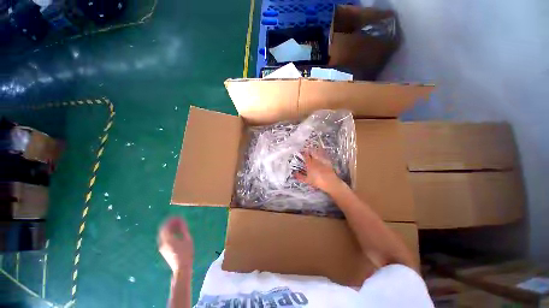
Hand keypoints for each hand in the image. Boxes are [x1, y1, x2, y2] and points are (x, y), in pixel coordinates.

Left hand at [158, 217, 193, 274]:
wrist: (181, 268)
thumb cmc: (186, 253)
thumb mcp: (187, 240)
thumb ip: (183, 230)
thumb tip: (182, 222)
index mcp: (168, 239)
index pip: (166, 226)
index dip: (171, 220)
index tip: (177, 216)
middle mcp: (162, 242)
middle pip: (163, 230)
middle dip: (169, 223)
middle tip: (177, 219)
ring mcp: (162, 247)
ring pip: (163, 234)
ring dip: (169, 228)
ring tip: (178, 224)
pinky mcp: (164, 250)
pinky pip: (164, 238)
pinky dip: (169, 233)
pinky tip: (176, 232)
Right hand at [295, 150, 341, 192]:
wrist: (330, 182)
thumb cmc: (317, 181)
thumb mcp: (306, 180)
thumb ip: (300, 176)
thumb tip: (294, 174)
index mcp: (309, 164)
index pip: (305, 156)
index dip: (303, 153)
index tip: (301, 151)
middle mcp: (316, 160)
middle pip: (312, 153)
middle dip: (309, 150)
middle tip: (307, 148)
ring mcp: (323, 160)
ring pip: (318, 153)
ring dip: (316, 150)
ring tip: (314, 148)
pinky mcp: (328, 162)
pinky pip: (325, 156)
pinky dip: (323, 153)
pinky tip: (323, 153)